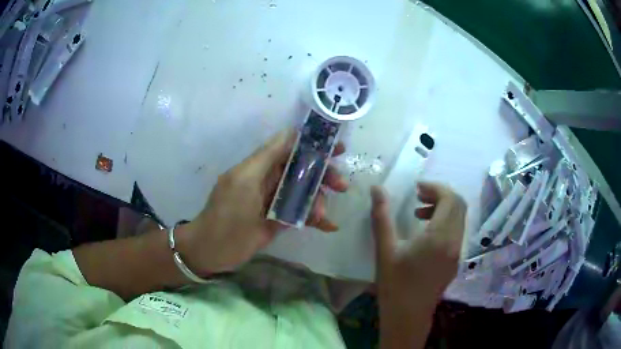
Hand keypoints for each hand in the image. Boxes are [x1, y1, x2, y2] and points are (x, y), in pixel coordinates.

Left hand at [178, 129, 347, 274]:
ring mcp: (276, 201)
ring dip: (319, 200)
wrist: (213, 250)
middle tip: (341, 186)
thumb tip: (291, 131)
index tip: (338, 149)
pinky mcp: (279, 220)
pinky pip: (301, 214)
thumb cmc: (227, 213)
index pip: (292, 148)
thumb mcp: (245, 181)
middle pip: (303, 170)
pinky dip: (316, 218)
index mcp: (261, 166)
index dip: (314, 146)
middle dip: (324, 175)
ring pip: (305, 193)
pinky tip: (329, 226)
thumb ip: (268, 156)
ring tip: (321, 214)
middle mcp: (270, 180)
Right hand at [370, 182, 465, 348]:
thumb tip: (377, 189)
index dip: (435, 187)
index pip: (451, 199)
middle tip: (418, 196)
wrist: (408, 317)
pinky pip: (456, 232)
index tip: (416, 188)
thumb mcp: (385, 250)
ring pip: (459, 219)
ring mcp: (457, 253)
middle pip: (459, 206)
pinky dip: (445, 223)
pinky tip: (425, 234)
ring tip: (419, 213)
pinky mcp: (454, 261)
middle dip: (440, 195)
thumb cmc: (395, 285)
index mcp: (440, 237)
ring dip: (443, 209)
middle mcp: (454, 242)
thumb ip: (382, 216)